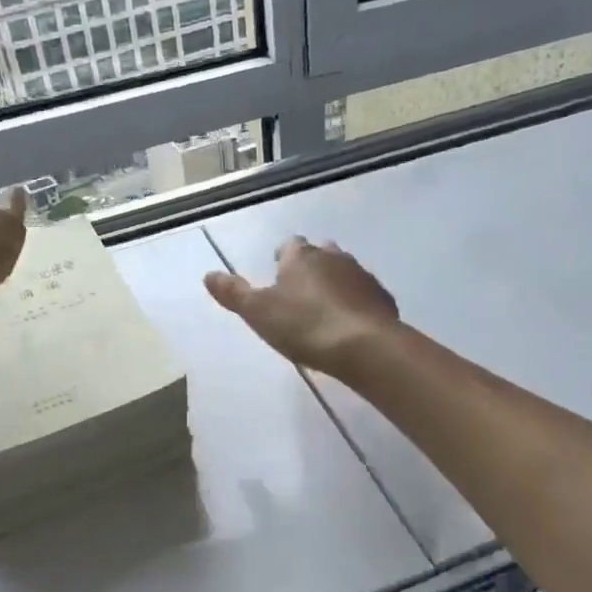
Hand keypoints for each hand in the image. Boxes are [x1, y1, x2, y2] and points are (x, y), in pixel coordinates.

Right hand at [204, 237, 399, 377]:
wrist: (364, 346)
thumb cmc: (304, 326)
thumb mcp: (258, 312)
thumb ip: (234, 293)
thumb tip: (208, 275)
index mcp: (301, 257)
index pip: (289, 245)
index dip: (282, 256)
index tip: (276, 270)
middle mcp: (334, 257)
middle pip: (320, 254)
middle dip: (311, 266)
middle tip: (300, 289)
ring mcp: (362, 276)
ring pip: (345, 272)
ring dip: (335, 283)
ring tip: (325, 308)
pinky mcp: (382, 299)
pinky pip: (365, 295)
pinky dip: (356, 303)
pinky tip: (350, 323)